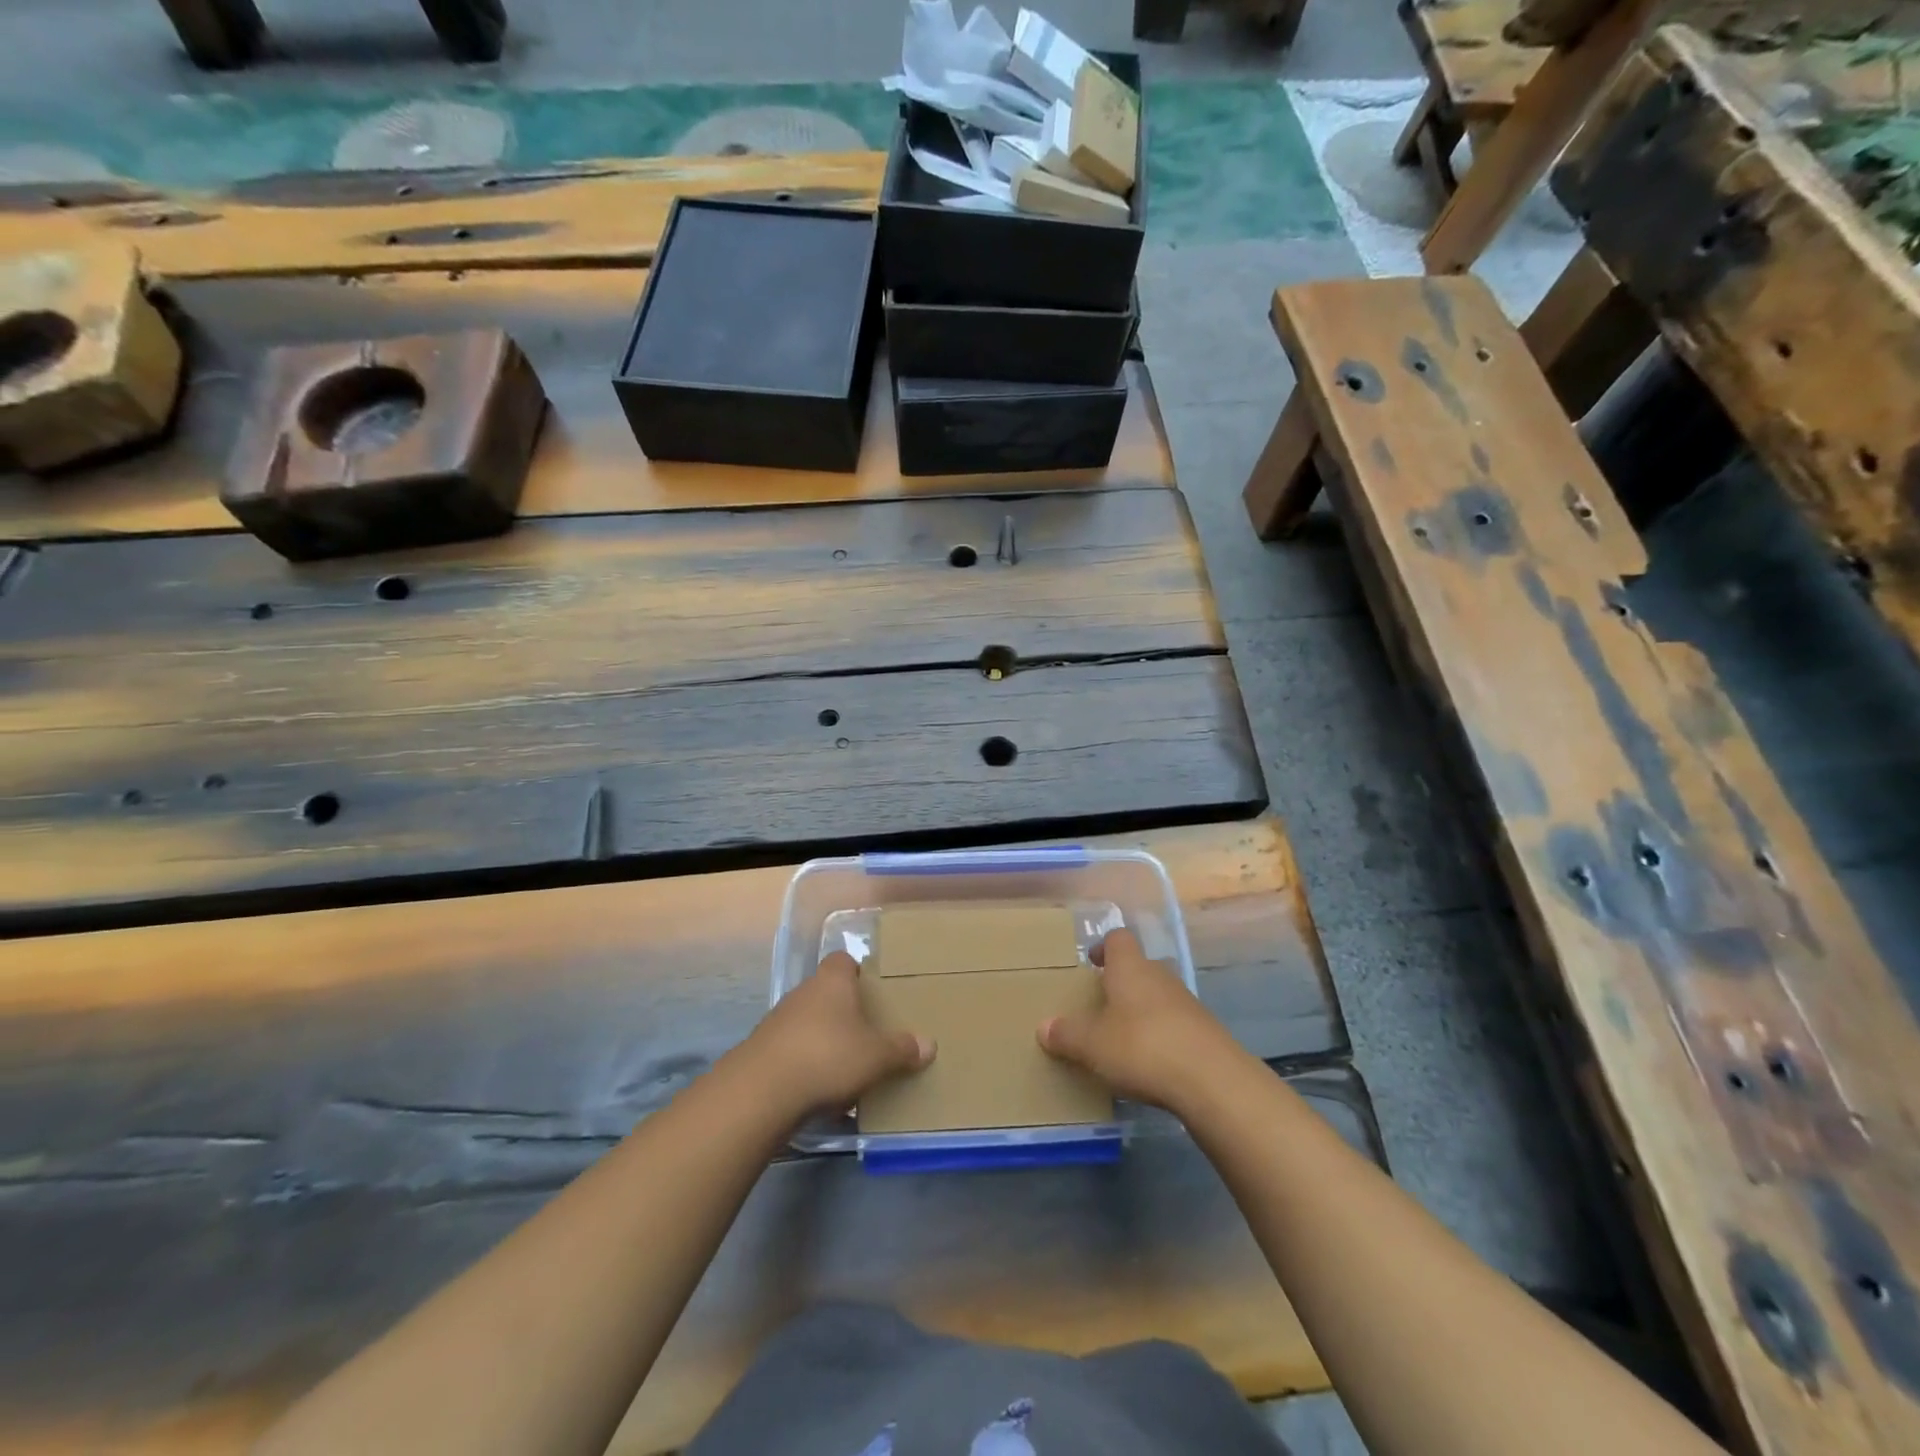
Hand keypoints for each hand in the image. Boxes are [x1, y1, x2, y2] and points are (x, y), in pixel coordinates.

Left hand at [748, 951, 934, 1115]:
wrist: (760, 1092)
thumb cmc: (827, 1057)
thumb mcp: (876, 1056)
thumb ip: (902, 1050)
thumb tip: (929, 1045)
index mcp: (832, 982)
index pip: (843, 960)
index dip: (858, 971)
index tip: (873, 990)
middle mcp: (803, 993)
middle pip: (827, 993)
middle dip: (845, 1011)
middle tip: (868, 1031)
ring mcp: (778, 1021)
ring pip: (809, 1023)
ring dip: (824, 1040)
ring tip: (847, 1066)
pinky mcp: (762, 1052)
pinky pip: (793, 1051)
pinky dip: (806, 1064)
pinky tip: (820, 1090)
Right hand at [1037, 928, 1244, 1110]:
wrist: (1213, 1081)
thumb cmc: (1142, 1048)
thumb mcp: (1092, 1045)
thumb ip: (1066, 1035)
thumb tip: (1043, 1027)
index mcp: (1130, 968)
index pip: (1118, 939)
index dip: (1103, 947)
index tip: (1090, 963)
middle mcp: (1160, 976)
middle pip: (1138, 967)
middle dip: (1120, 982)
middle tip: (1100, 1005)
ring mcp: (1187, 1003)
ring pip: (1158, 996)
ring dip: (1141, 1010)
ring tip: (1122, 1037)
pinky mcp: (1205, 1032)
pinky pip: (1175, 1024)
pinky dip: (1161, 1035)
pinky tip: (1150, 1062)